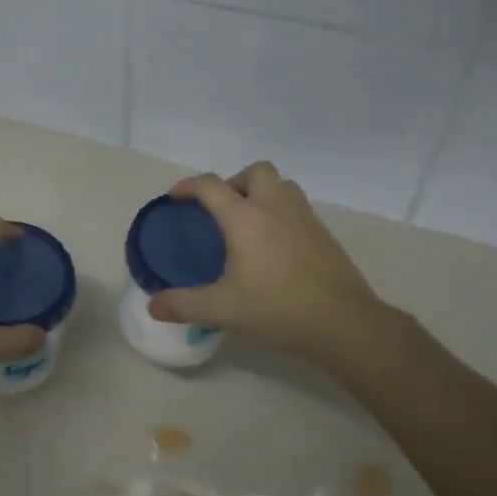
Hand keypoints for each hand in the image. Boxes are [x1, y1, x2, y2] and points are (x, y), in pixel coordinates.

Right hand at [148, 162, 401, 368]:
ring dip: (262, 192)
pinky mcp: (324, 234)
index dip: (188, 186)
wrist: (343, 323)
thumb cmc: (277, 309)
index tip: (176, 197)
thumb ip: (184, 305)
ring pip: (282, 185)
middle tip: (222, 209)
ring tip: (249, 221)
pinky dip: (281, 212)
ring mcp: (304, 218)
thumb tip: (153, 306)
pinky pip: (298, 207)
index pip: (210, 186)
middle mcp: (275, 207)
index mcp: (245, 218)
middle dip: (234, 182)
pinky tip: (275, 245)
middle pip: (255, 172)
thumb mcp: (222, 309)